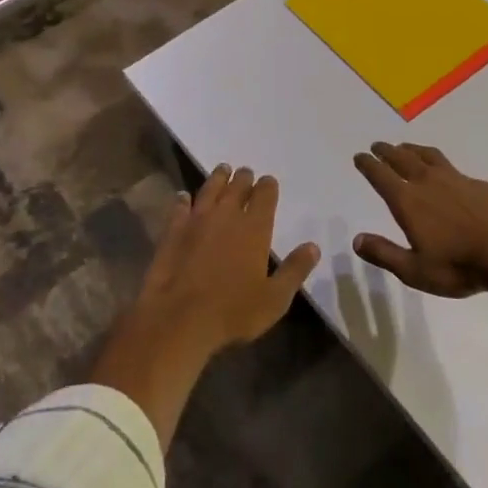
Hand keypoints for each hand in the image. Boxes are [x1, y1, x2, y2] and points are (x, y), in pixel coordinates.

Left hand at [134, 165, 320, 353]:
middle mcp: (227, 215)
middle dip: (244, 178)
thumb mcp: (275, 298)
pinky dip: (183, 200)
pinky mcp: (173, 231)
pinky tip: (183, 197)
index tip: (268, 181)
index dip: (268, 186)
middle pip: (237, 186)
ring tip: (223, 170)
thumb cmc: (233, 311)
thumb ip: (295, 270)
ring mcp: (197, 220)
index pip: (265, 195)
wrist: (179, 318)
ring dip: (218, 178)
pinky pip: (179, 207)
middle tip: (245, 173)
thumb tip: (314, 247)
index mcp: (255, 228)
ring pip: (210, 189)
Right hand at [351, 141, 487, 296]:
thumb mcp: (414, 270)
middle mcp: (427, 182)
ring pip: (427, 156)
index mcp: (408, 201)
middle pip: (402, 159)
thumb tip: (356, 240)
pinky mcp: (476, 183)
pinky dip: (437, 162)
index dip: (368, 165)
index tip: (359, 156)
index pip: (381, 176)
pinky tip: (443, 171)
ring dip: (412, 149)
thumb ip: (384, 253)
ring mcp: (454, 179)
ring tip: (405, 148)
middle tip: (377, 146)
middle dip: (386, 151)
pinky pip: (449, 165)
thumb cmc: (458, 266)